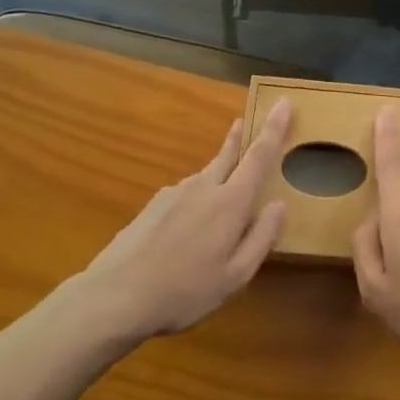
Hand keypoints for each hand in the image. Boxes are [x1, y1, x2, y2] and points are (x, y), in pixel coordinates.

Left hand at [81, 102, 289, 340]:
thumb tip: (279, 205)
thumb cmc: (183, 291)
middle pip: (228, 154)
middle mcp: (204, 186)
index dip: (274, 128)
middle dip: (242, 136)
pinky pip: (186, 195)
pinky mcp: (154, 205)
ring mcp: (175, 193)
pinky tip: (188, 231)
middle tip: (248, 120)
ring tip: (221, 206)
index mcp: (230, 202)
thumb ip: (261, 238)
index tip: (284, 103)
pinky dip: (197, 201)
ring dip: (219, 176)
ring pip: (206, 177)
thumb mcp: (234, 277)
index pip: (259, 156)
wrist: (114, 296)